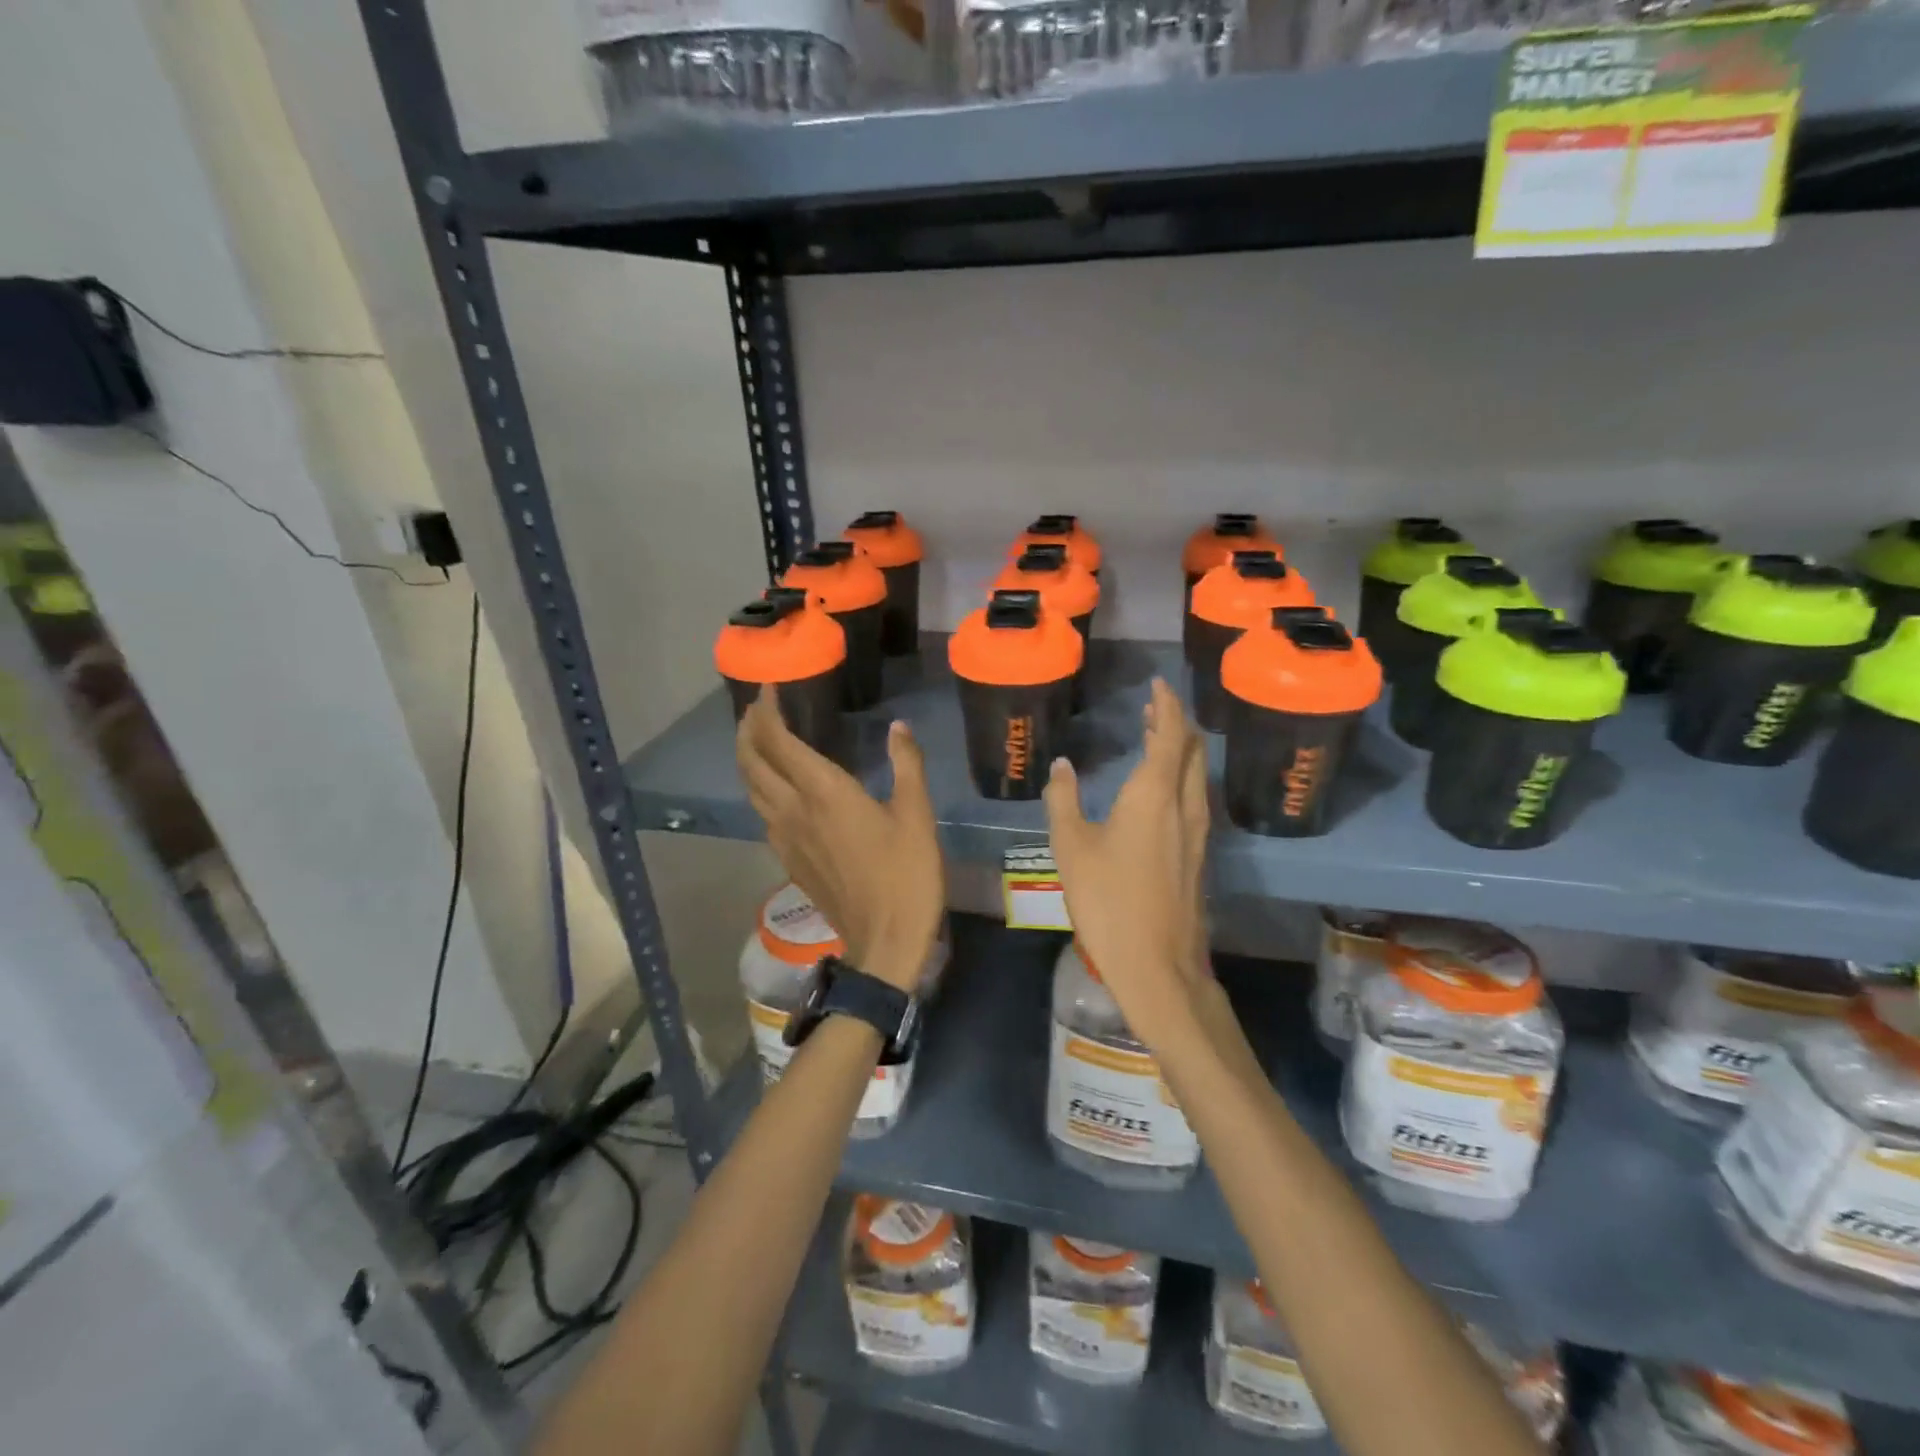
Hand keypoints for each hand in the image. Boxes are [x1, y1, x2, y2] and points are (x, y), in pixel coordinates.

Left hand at [736, 690, 943, 991]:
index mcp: (823, 793)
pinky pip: (762, 813)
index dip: (767, 711)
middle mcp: (793, 810)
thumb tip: (899, 727)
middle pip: (751, 762)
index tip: (770, 689)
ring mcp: (784, 838)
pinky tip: (779, 788)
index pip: (777, 741)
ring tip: (761, 740)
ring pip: (751, 789)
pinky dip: (761, 788)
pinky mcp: (789, 859)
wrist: (884, 940)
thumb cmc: (906, 874)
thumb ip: (906, 765)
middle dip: (748, 730)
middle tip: (758, 709)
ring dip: (749, 758)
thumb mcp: (917, 815)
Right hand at [1044, 678, 1211, 1038]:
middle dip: (1175, 722)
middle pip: (1190, 750)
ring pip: (1196, 775)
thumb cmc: (1108, 900)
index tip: (1158, 684)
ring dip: (1179, 750)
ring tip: (1155, 738)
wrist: (1157, 964)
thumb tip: (1061, 765)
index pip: (1170, 734)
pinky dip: (1180, 777)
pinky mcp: (1198, 855)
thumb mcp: (1071, 847)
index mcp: (1154, 794)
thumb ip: (1063, 800)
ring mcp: (1197, 832)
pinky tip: (1160, 790)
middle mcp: (1184, 805)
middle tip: (1153, 707)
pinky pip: (1194, 798)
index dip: (1166, 705)